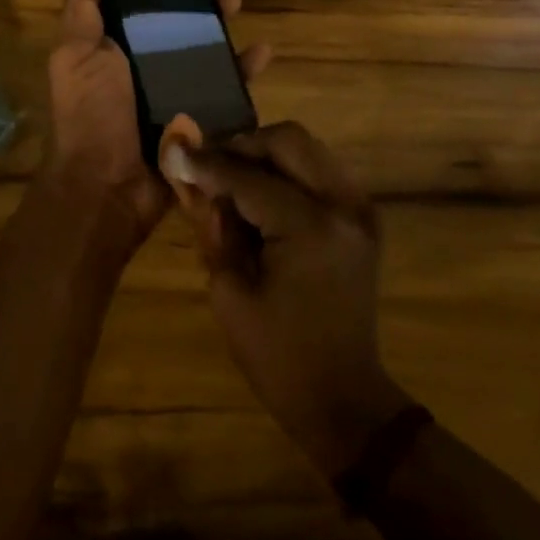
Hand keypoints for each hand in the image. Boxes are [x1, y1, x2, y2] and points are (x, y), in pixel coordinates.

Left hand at [39, 0, 269, 258]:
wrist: (107, 186)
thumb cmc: (90, 113)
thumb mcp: (76, 55)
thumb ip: (82, 9)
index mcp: (115, 48)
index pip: (144, 6)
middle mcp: (146, 67)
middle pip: (180, 26)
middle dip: (202, 3)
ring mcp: (176, 93)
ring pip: (207, 52)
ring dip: (225, 28)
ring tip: (238, 7)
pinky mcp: (200, 118)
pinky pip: (228, 90)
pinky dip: (245, 71)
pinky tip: (262, 53)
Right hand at [163, 122, 411, 477]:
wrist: (343, 398)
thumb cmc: (278, 356)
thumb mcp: (230, 293)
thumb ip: (215, 227)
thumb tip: (195, 178)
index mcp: (310, 228)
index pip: (249, 177)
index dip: (208, 164)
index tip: (176, 150)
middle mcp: (343, 205)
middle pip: (288, 140)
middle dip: (243, 145)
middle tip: (210, 164)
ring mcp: (360, 209)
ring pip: (308, 149)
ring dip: (267, 153)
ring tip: (233, 176)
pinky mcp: (363, 218)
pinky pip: (322, 170)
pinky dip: (290, 170)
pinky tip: (264, 193)